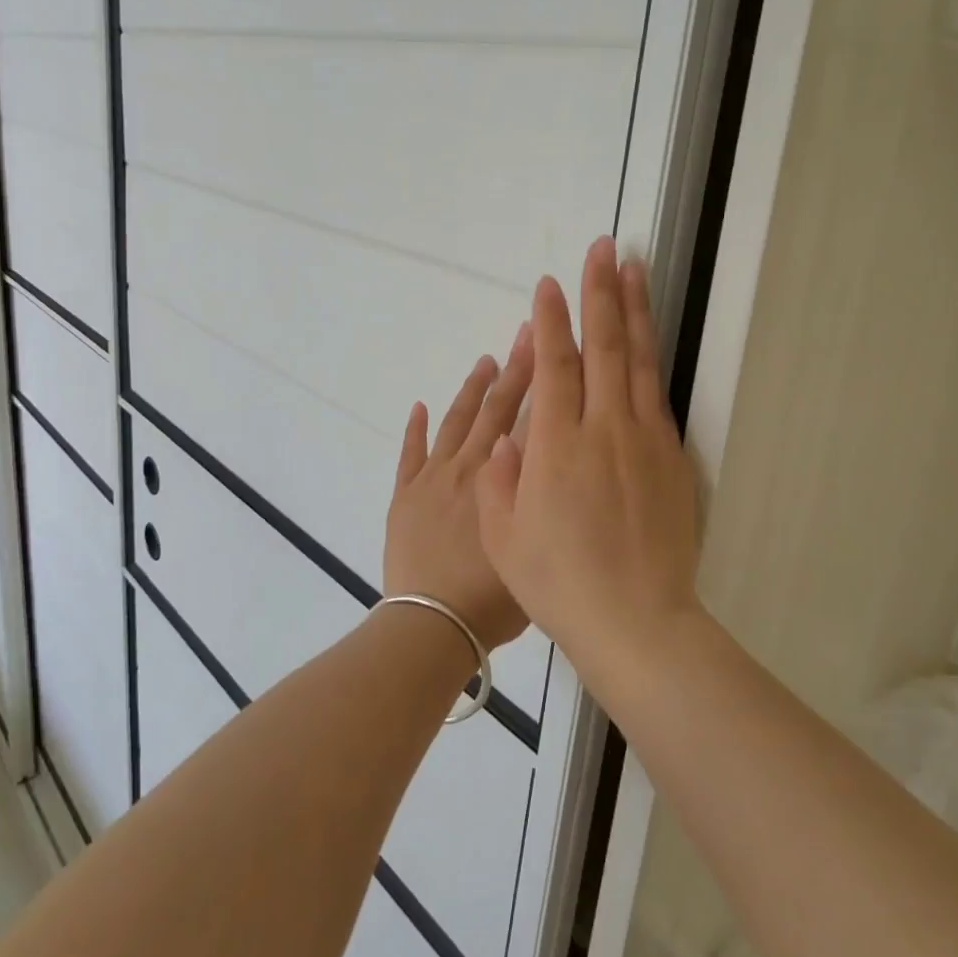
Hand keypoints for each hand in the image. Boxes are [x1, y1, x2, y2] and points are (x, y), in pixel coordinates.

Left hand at [383, 322, 534, 649]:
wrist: (433, 623)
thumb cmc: (493, 598)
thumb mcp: (534, 543)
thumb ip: (541, 495)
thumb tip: (552, 454)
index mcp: (502, 480)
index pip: (528, 418)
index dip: (541, 380)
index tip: (551, 346)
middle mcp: (469, 467)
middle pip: (495, 409)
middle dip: (514, 370)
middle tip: (527, 333)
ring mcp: (433, 479)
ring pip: (455, 422)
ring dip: (471, 389)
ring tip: (486, 360)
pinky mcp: (405, 496)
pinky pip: (410, 454)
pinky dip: (414, 429)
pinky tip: (419, 405)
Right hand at [474, 237, 702, 676]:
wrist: (637, 621)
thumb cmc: (559, 582)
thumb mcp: (504, 538)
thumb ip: (499, 479)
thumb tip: (506, 437)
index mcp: (557, 446)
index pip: (555, 366)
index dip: (552, 321)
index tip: (550, 284)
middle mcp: (604, 429)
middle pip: (603, 347)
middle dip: (600, 293)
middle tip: (603, 249)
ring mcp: (645, 440)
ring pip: (637, 362)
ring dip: (634, 312)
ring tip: (634, 270)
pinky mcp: (672, 458)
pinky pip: (656, 396)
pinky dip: (649, 360)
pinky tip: (646, 342)